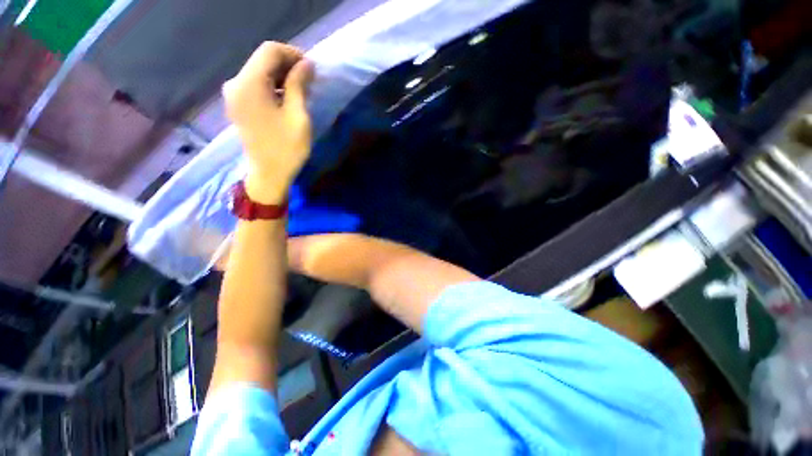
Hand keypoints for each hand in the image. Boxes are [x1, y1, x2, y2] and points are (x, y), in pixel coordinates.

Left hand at [223, 42, 314, 203]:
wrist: (268, 174)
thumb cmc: (286, 149)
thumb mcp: (298, 117)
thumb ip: (299, 86)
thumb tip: (306, 64)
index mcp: (249, 84)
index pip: (270, 51)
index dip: (292, 54)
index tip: (311, 69)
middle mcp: (236, 83)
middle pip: (262, 59)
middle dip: (288, 65)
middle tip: (309, 80)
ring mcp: (234, 94)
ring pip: (259, 71)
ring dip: (281, 76)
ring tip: (301, 90)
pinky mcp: (237, 104)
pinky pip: (255, 84)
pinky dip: (272, 85)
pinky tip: (287, 97)